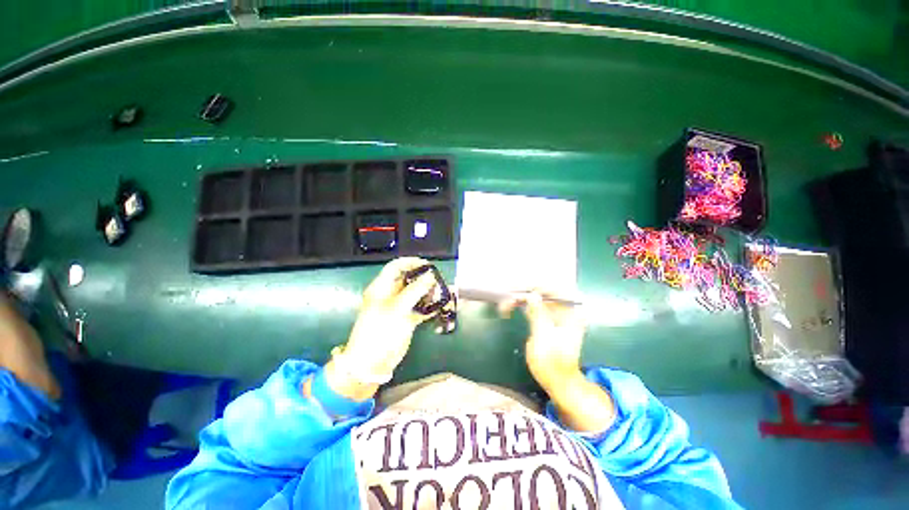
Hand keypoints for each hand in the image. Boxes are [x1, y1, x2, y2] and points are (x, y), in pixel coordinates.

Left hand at [341, 257, 437, 378]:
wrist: (372, 362)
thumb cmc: (380, 331)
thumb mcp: (397, 308)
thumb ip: (415, 290)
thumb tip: (431, 275)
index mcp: (382, 287)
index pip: (396, 267)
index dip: (411, 263)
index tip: (428, 265)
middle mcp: (391, 294)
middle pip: (410, 280)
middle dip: (425, 279)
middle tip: (439, 282)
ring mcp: (400, 307)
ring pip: (417, 294)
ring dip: (430, 293)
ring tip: (442, 295)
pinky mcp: (407, 319)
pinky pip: (421, 308)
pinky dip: (431, 307)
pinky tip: (441, 307)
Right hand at [501, 292, 614, 432]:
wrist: (557, 381)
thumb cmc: (553, 363)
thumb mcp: (544, 338)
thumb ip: (539, 314)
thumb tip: (532, 294)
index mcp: (571, 312)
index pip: (553, 289)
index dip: (533, 287)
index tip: (515, 289)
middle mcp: (565, 308)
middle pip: (542, 291)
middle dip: (523, 292)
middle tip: (506, 296)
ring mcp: (555, 313)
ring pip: (535, 297)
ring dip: (519, 297)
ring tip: (504, 304)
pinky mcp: (546, 318)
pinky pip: (532, 305)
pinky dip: (520, 304)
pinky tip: (509, 307)